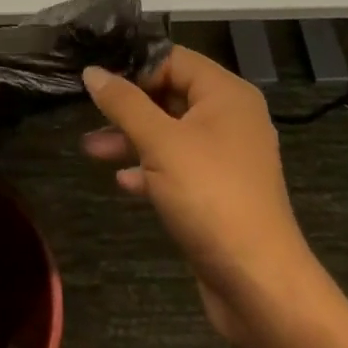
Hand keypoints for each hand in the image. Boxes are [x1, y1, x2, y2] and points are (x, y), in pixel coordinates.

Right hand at [82, 46, 316, 347]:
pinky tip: (123, 181)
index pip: (172, 59)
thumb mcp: (160, 143)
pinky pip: (178, 166)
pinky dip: (150, 169)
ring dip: (131, 139)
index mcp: (225, 94)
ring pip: (170, 133)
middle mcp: (230, 118)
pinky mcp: (219, 192)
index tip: (95, 78)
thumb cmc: (210, 197)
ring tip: (91, 149)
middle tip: (87, 110)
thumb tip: (92, 71)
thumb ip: (123, 103)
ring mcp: (226, 157)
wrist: (260, 287)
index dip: (133, 66)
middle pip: (170, 94)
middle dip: (127, 106)